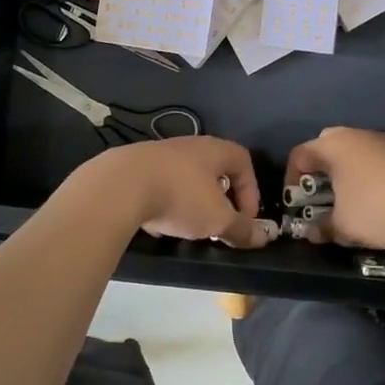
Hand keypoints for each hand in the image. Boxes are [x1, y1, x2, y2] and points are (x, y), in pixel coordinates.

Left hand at [76, 137, 275, 248]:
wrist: (121, 185)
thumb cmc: (181, 196)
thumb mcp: (218, 218)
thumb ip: (241, 228)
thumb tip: (263, 238)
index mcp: (213, 150)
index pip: (243, 160)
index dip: (251, 189)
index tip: (245, 218)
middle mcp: (188, 145)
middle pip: (214, 168)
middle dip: (221, 198)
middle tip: (219, 223)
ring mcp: (159, 154)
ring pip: (186, 177)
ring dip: (193, 201)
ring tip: (189, 226)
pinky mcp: (135, 167)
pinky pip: (160, 183)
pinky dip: (166, 202)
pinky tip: (159, 222)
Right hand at [284, 128, 384, 249]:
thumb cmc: (378, 208)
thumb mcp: (344, 226)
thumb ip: (323, 228)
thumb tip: (312, 233)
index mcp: (333, 146)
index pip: (299, 154)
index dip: (291, 179)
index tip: (296, 203)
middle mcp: (356, 135)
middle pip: (327, 146)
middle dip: (320, 170)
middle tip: (321, 195)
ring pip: (357, 151)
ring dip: (349, 172)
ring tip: (354, 200)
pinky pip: (380, 159)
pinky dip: (374, 175)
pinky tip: (384, 199)